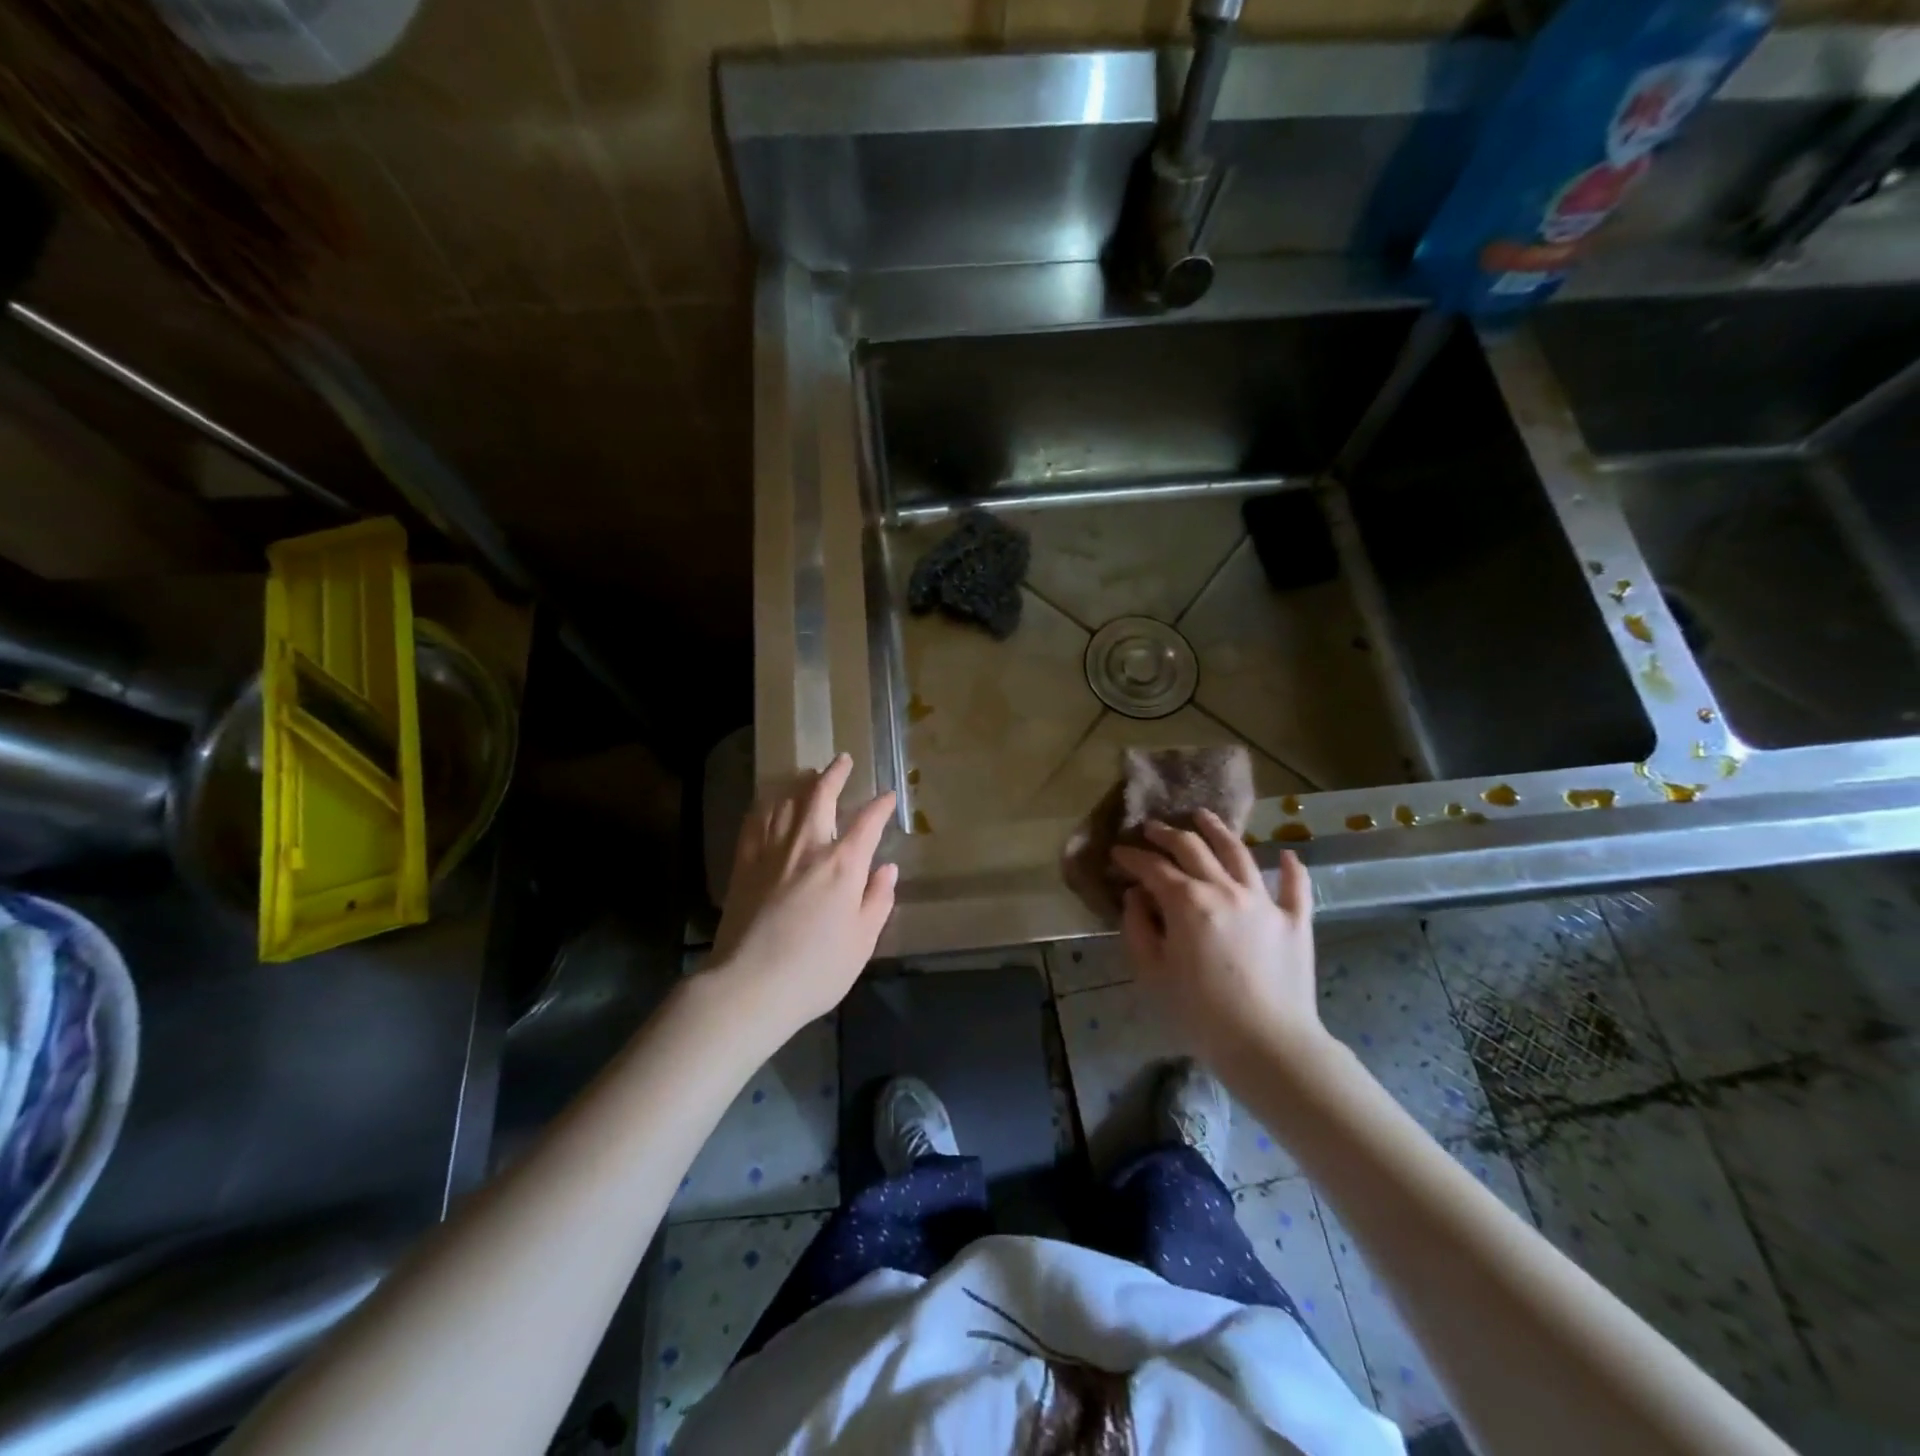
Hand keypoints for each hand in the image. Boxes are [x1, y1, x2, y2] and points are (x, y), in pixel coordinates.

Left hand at [708, 753, 897, 1037]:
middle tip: (842, 760)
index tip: (888, 797)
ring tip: (809, 775)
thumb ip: (877, 900)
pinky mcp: (744, 864)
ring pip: (786, 802)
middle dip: (835, 774)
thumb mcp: (862, 941)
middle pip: (821, 796)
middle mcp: (808, 846)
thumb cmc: (816, 969)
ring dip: (801, 784)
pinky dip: (766, 806)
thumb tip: (886, 868)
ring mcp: (771, 852)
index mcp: (843, 865)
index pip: (868, 822)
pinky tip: (769, 804)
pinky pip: (755, 822)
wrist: (749, 985)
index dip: (881, 806)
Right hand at [1112, 814, 1323, 1065]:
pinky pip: (1295, 886)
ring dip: (1218, 831)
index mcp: (1187, 902)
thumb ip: (1138, 928)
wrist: (1269, 1046)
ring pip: (1239, 853)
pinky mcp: (1295, 920)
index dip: (1132, 857)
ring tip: (1203, 817)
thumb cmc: (1200, 1014)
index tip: (1118, 852)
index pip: (1153, 867)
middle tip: (1152, 829)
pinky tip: (1287, 853)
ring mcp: (1264, 901)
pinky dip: (1291, 867)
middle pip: (1193, 848)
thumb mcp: (1152, 973)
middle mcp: (1225, 889)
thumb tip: (1137, 897)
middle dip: (1167, 834)